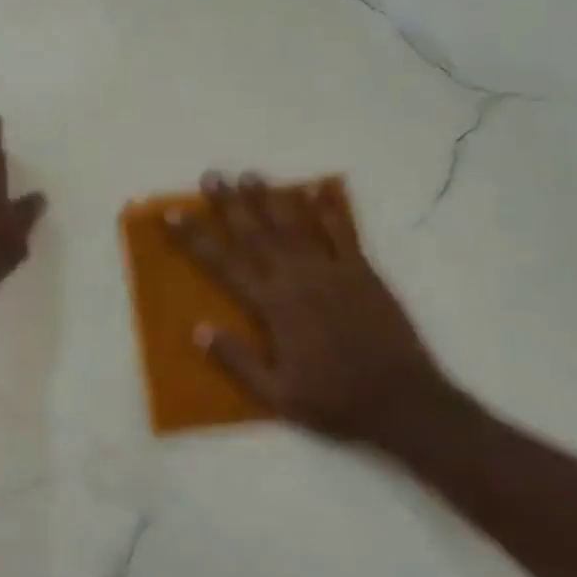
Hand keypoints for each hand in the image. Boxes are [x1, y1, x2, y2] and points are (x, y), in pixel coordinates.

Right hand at [168, 173, 457, 442]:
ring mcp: (333, 271)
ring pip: (294, 225)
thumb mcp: (277, 394)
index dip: (196, 238)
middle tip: (212, 175)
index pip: (224, 264)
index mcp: (273, 307)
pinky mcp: (363, 272)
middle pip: (256, 233)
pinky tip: (316, 188)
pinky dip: (328, 209)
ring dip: (270, 198)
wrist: (402, 402)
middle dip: (230, 203)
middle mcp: (298, 279)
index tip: (174, 213)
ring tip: (250, 174)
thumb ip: (237, 360)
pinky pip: (342, 232)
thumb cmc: (334, 401)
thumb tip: (199, 329)